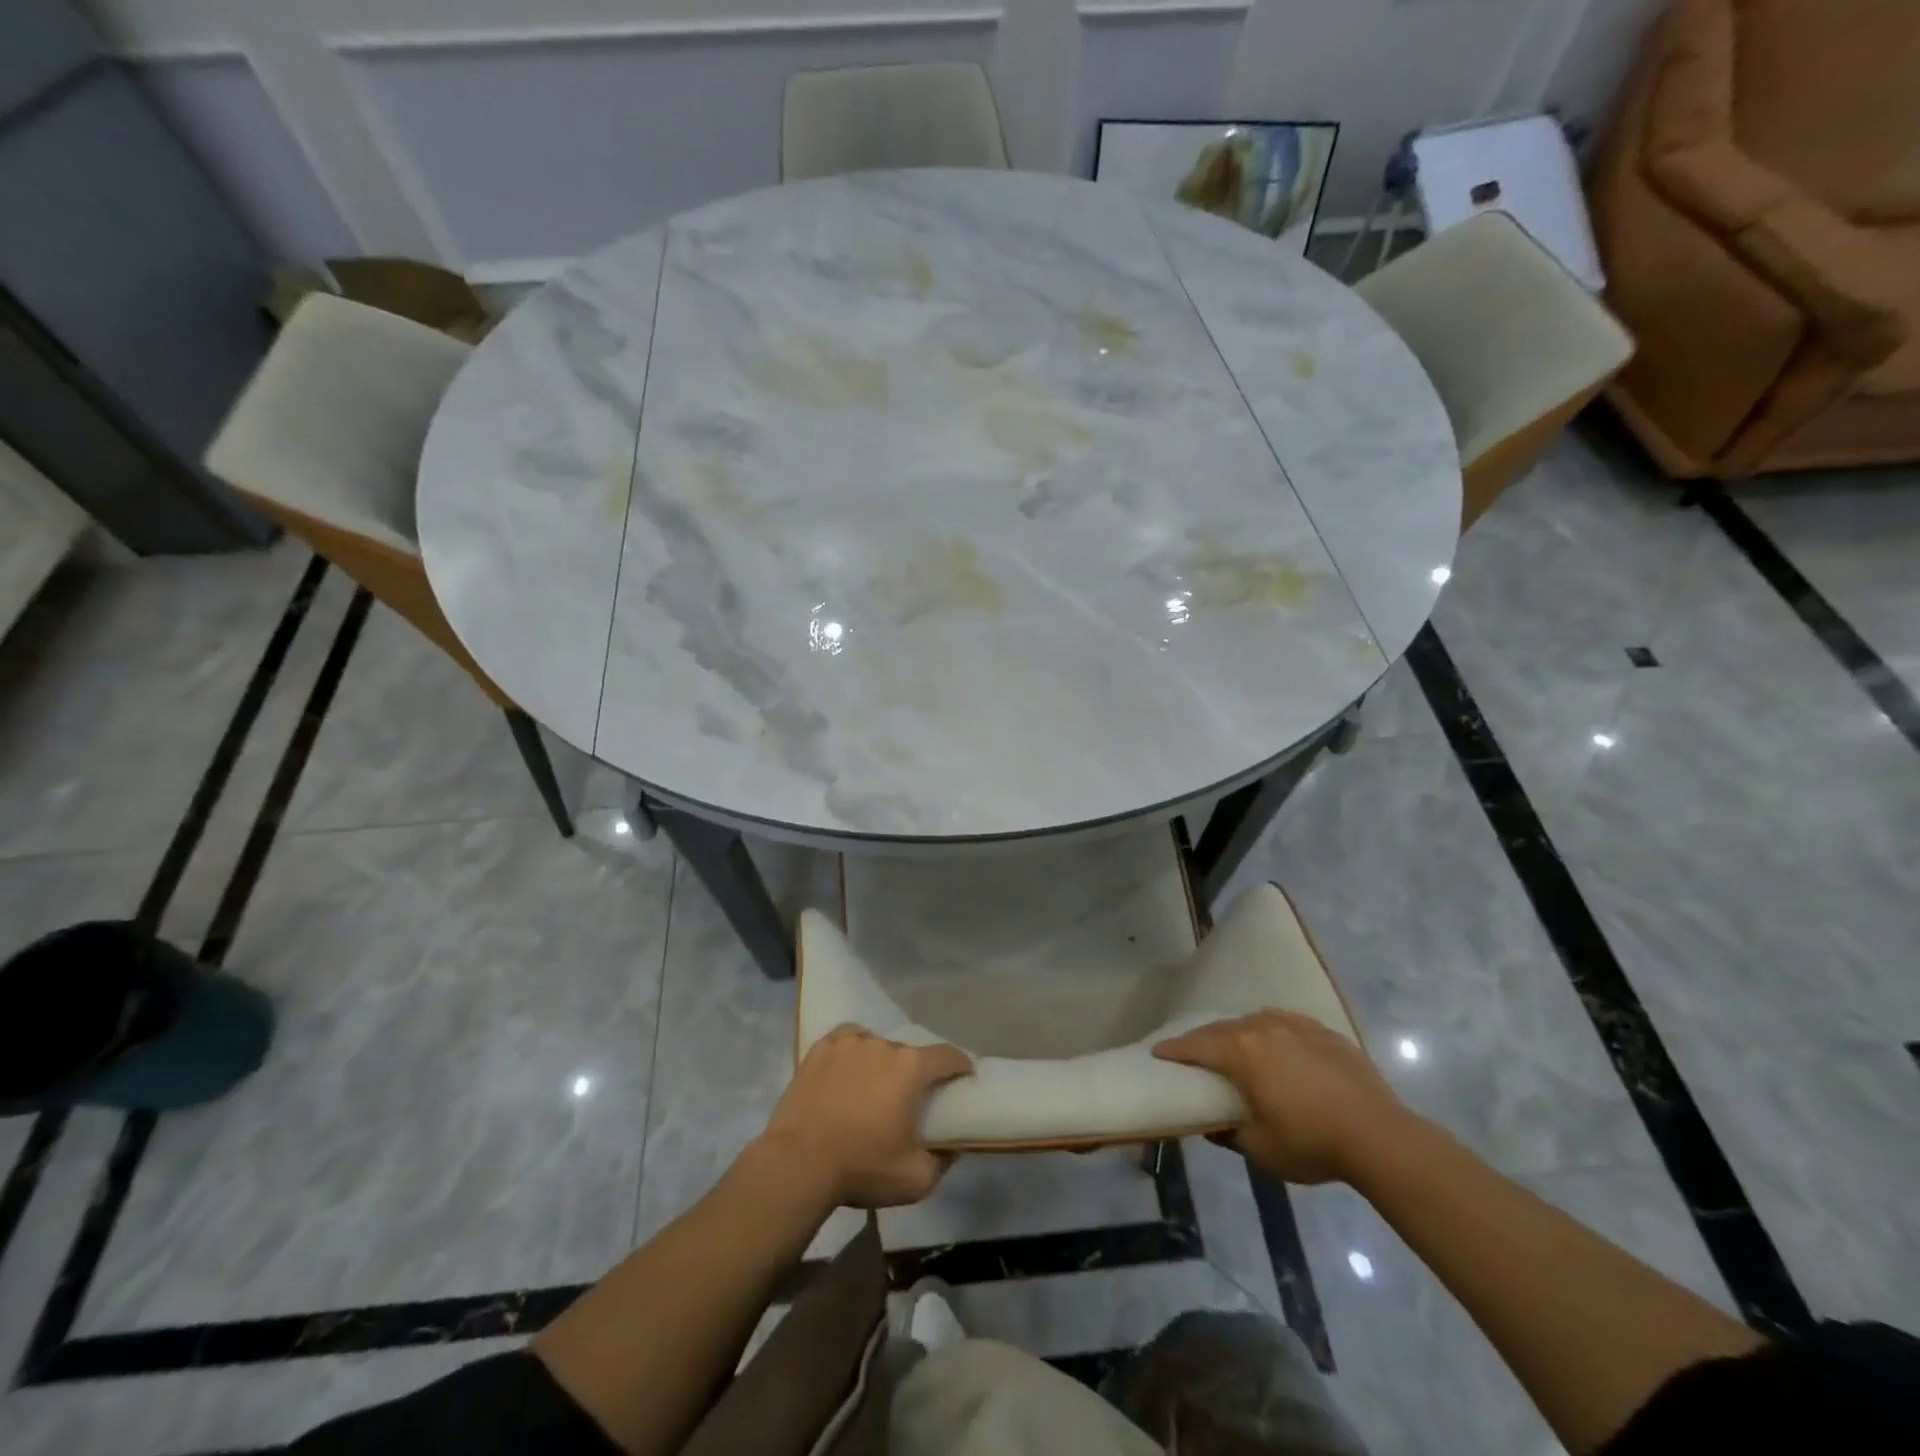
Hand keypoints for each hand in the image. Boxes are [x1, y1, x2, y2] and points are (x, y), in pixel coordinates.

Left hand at [758, 1026, 972, 1208]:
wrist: (797, 1164)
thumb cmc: (861, 1168)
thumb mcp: (916, 1180)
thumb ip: (944, 1160)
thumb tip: (953, 1145)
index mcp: (911, 1068)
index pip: (948, 1056)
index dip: (961, 1065)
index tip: (964, 1077)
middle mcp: (883, 1045)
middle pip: (909, 1053)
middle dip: (915, 1072)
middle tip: (909, 1098)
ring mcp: (849, 1042)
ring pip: (877, 1046)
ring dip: (882, 1063)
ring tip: (873, 1087)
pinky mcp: (821, 1048)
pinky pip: (847, 1041)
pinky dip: (854, 1052)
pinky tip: (848, 1069)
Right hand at [1154, 1009, 1414, 1183]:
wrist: (1380, 1136)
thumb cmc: (1312, 1143)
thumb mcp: (1261, 1148)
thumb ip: (1230, 1133)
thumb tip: (1213, 1125)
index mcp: (1242, 1053)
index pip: (1197, 1045)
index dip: (1174, 1049)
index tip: (1158, 1052)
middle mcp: (1263, 1029)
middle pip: (1223, 1028)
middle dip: (1203, 1039)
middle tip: (1191, 1051)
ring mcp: (1296, 1027)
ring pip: (1254, 1021)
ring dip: (1237, 1031)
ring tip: (1233, 1044)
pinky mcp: (1324, 1033)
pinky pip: (1286, 1022)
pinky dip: (1271, 1028)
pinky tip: (1275, 1036)